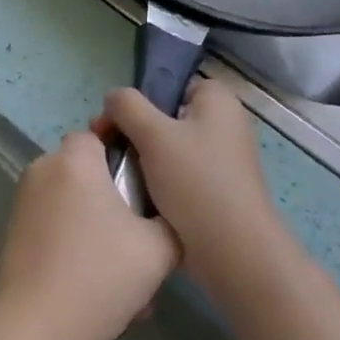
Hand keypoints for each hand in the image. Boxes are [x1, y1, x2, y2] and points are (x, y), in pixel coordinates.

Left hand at [0, 130, 179, 339]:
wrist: (34, 328)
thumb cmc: (98, 276)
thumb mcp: (158, 249)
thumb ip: (170, 219)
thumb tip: (167, 213)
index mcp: (75, 160)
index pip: (101, 133)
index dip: (126, 154)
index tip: (148, 185)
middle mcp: (44, 169)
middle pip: (88, 171)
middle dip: (115, 201)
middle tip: (142, 241)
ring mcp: (24, 200)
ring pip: (74, 204)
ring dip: (99, 230)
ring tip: (125, 277)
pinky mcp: (15, 230)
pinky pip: (56, 226)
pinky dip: (77, 245)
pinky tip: (97, 288)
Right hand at [95, 79, 292, 301]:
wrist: (232, 253)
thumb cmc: (195, 182)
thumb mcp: (153, 133)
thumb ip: (126, 105)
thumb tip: (112, 97)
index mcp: (218, 102)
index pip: (171, 85)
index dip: (141, 100)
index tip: (115, 122)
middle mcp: (224, 125)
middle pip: (165, 117)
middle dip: (134, 132)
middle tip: (106, 148)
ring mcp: (220, 161)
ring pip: (168, 150)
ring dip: (142, 160)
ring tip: (116, 175)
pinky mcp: (214, 192)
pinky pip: (176, 176)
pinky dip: (156, 184)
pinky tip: (135, 197)